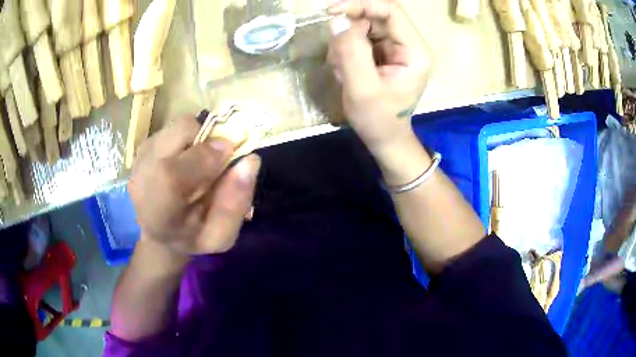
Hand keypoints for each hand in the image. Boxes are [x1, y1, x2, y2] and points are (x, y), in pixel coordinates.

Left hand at [128, 115, 260, 258]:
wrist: (160, 233)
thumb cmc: (192, 237)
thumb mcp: (221, 236)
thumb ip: (235, 204)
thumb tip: (250, 160)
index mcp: (158, 212)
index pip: (171, 174)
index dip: (204, 157)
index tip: (230, 154)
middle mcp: (141, 179)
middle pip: (178, 134)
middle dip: (206, 139)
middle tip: (216, 160)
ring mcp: (139, 159)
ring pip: (179, 126)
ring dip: (197, 138)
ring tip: (198, 164)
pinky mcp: (143, 147)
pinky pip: (174, 128)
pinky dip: (187, 139)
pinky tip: (185, 161)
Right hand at [328, 0, 433, 151]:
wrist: (384, 137)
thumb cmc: (377, 119)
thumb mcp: (362, 88)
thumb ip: (351, 51)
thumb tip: (338, 20)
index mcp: (415, 51)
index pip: (391, 11)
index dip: (362, 5)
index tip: (333, 11)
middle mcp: (409, 44)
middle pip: (375, 17)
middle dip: (349, 31)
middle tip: (337, 57)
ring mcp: (396, 47)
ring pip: (364, 27)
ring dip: (345, 44)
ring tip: (342, 71)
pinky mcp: (384, 52)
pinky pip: (360, 38)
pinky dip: (346, 50)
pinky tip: (345, 71)